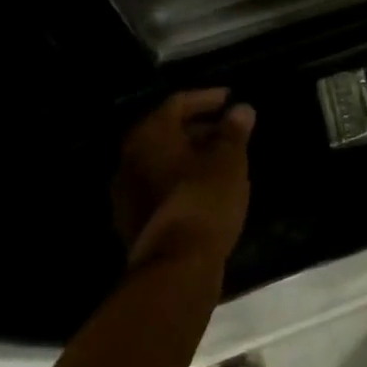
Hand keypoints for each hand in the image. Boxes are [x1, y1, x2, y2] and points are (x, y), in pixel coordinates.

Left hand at [111, 90, 255, 271]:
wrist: (176, 268)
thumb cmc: (204, 198)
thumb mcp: (229, 159)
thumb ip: (234, 130)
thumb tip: (241, 109)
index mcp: (149, 134)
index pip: (178, 103)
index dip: (206, 98)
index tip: (230, 100)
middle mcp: (129, 158)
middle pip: (166, 132)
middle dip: (199, 128)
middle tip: (229, 131)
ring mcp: (126, 194)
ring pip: (161, 161)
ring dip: (190, 156)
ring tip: (222, 160)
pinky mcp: (132, 223)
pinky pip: (159, 187)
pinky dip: (180, 180)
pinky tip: (206, 189)